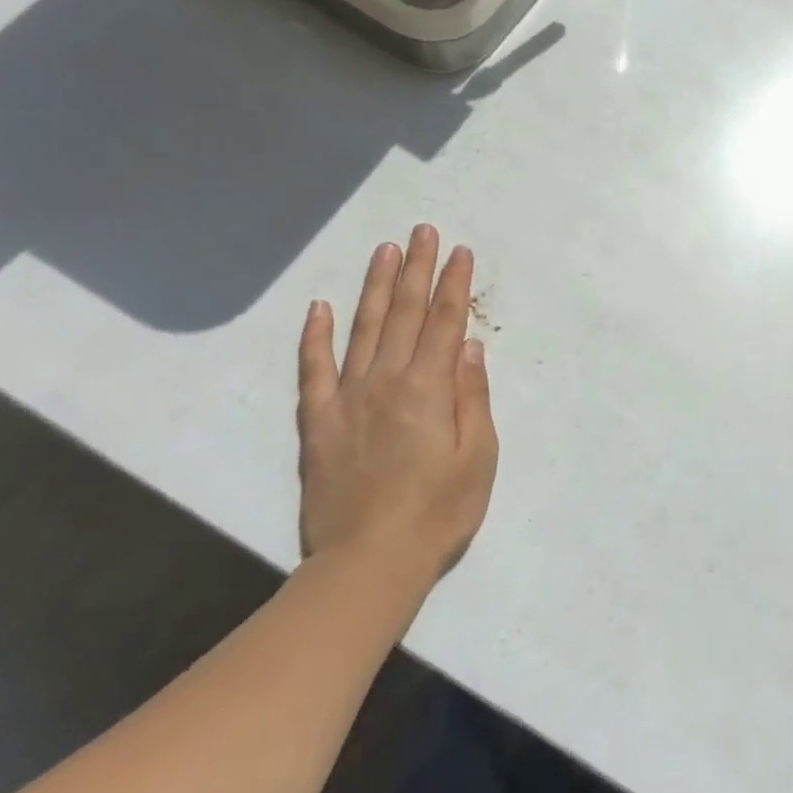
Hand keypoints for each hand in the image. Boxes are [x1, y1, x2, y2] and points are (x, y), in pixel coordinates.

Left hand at [297, 225, 498, 591]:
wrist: (370, 560)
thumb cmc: (439, 512)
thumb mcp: (478, 458)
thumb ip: (473, 398)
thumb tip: (468, 347)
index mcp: (429, 389)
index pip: (446, 323)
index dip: (454, 285)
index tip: (461, 252)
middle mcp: (386, 381)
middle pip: (405, 315)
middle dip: (417, 270)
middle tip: (423, 232)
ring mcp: (347, 398)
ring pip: (363, 329)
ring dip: (376, 288)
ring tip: (385, 252)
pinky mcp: (318, 421)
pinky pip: (314, 369)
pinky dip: (315, 336)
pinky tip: (320, 307)